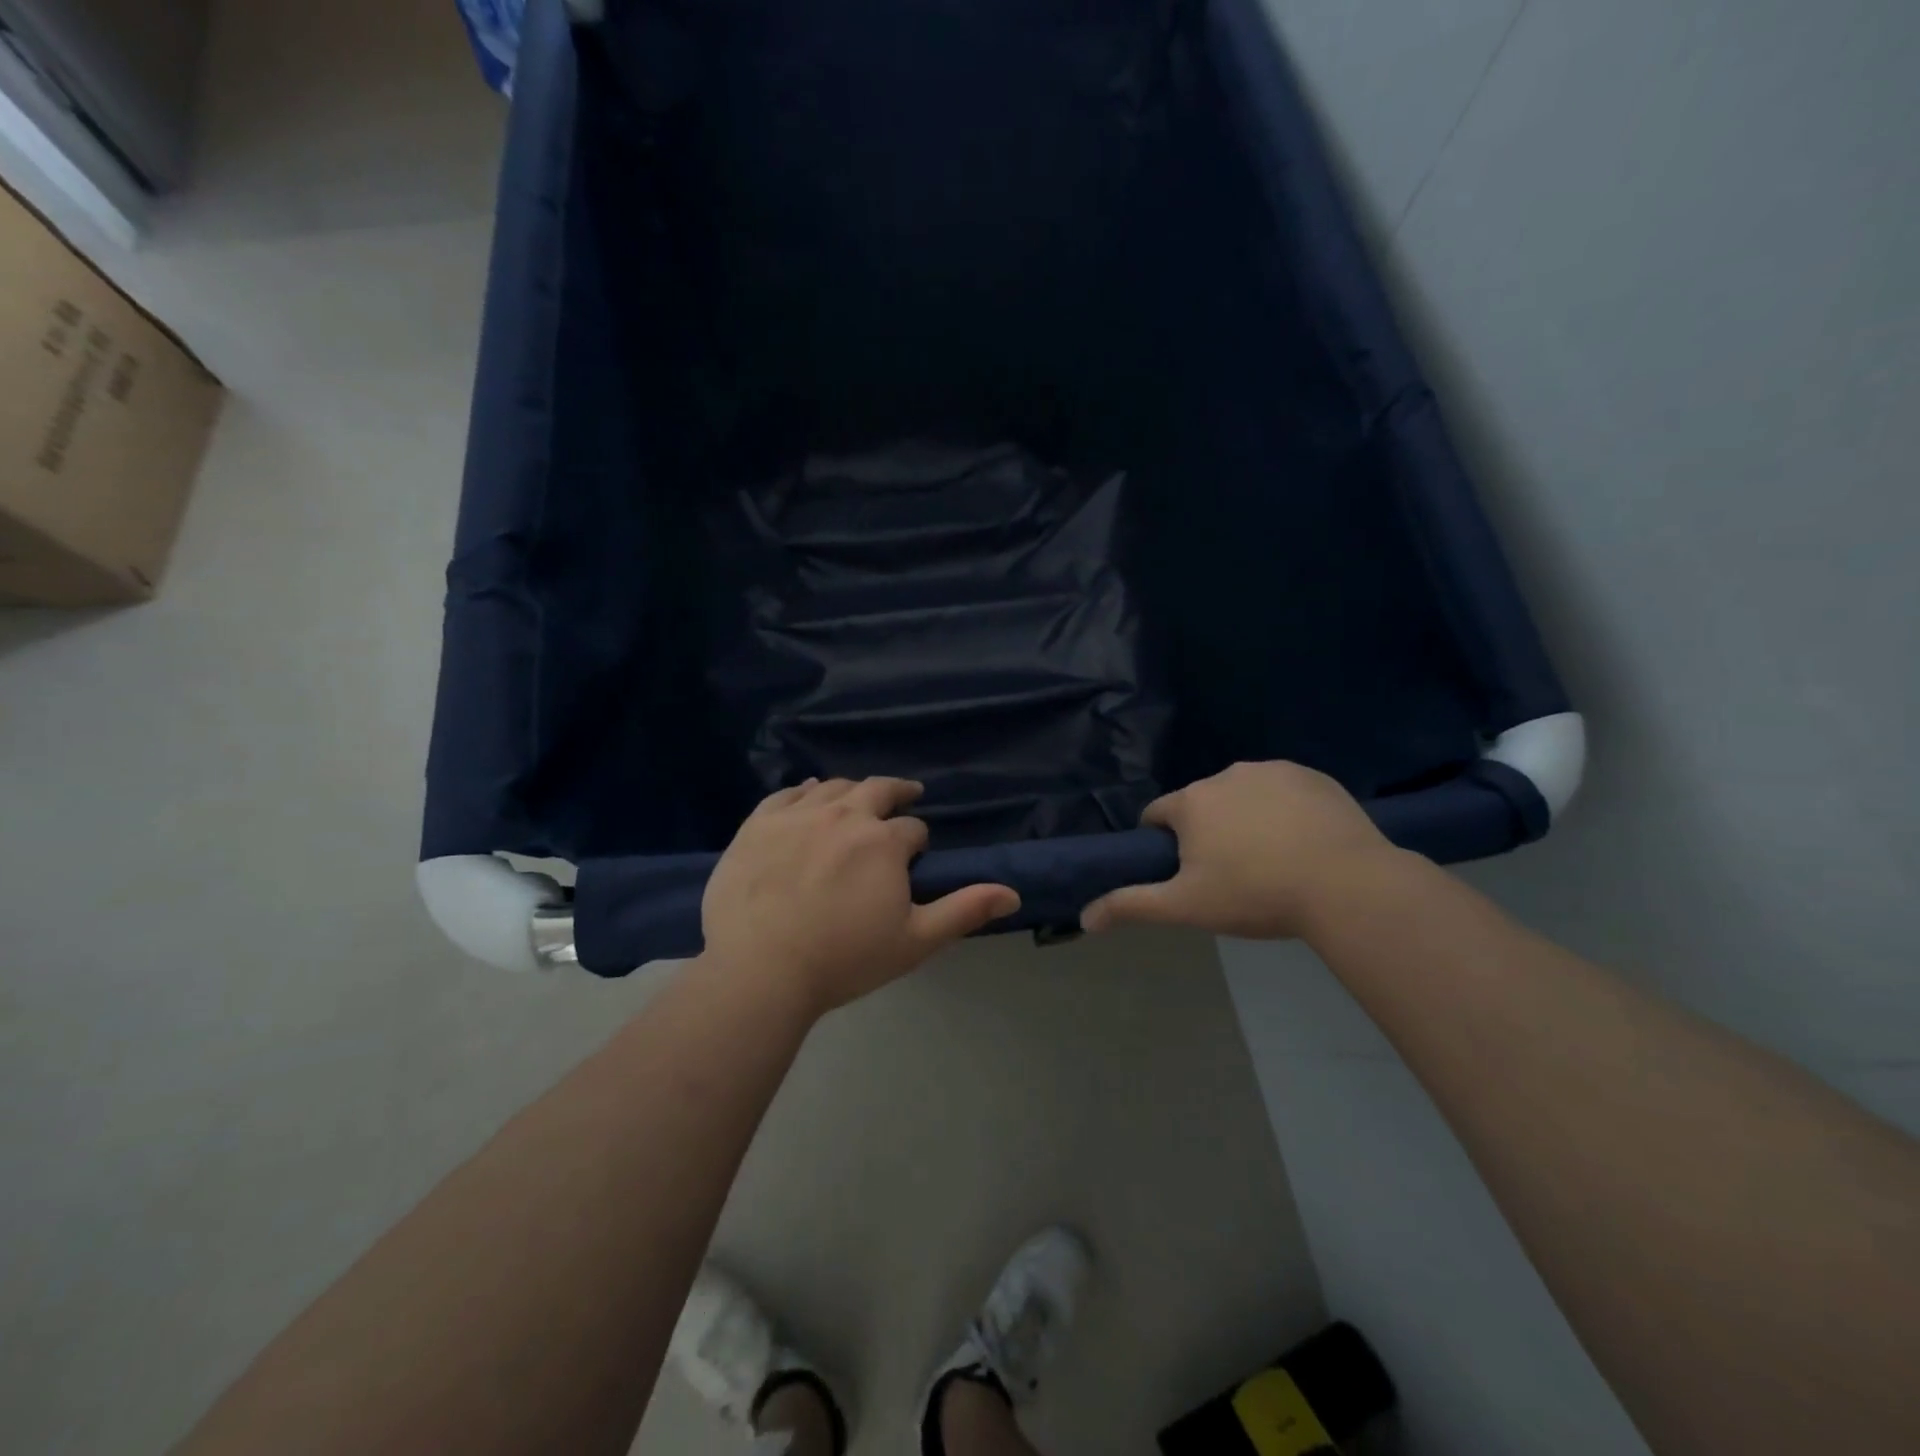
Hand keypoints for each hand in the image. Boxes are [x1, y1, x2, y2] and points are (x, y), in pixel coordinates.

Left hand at [701, 777, 1020, 1013]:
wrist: (760, 970)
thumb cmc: (844, 959)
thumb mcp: (915, 941)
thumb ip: (964, 911)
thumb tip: (1013, 893)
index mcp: (884, 841)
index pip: (912, 828)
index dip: (917, 840)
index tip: (914, 855)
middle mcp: (844, 815)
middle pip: (877, 790)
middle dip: (896, 792)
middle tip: (905, 795)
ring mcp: (797, 815)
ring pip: (834, 788)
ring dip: (853, 790)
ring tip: (858, 798)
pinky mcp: (759, 823)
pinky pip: (787, 793)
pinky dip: (805, 790)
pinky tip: (809, 793)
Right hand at [1080, 761, 1403, 938]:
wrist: (1346, 885)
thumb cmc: (1255, 895)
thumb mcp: (1186, 908)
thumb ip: (1131, 906)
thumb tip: (1084, 918)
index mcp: (1191, 802)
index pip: (1157, 815)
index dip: (1163, 844)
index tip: (1185, 873)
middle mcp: (1225, 775)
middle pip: (1201, 804)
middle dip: (1207, 831)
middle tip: (1231, 874)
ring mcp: (1271, 771)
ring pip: (1242, 795)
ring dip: (1244, 818)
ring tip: (1272, 860)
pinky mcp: (1311, 775)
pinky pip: (1283, 790)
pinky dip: (1283, 809)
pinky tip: (1302, 842)